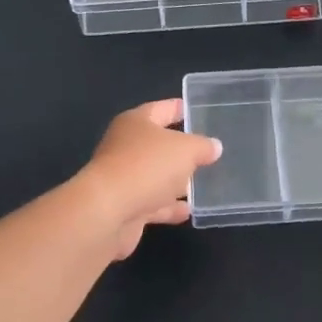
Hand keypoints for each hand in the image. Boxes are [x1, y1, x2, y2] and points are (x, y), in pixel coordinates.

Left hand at [76, 99, 223, 258]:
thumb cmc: (146, 166)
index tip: (196, 109)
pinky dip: (168, 206)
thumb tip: (214, 146)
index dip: (179, 108)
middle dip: (181, 148)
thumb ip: (202, 146)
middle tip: (208, 150)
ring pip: (155, 175)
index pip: (161, 109)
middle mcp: (126, 147)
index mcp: (136, 123)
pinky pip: (152, 203)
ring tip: (203, 182)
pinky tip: (188, 211)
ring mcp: (124, 178)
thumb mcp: (185, 149)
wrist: (108, 212)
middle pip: (158, 144)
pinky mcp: (125, 207)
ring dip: (175, 180)